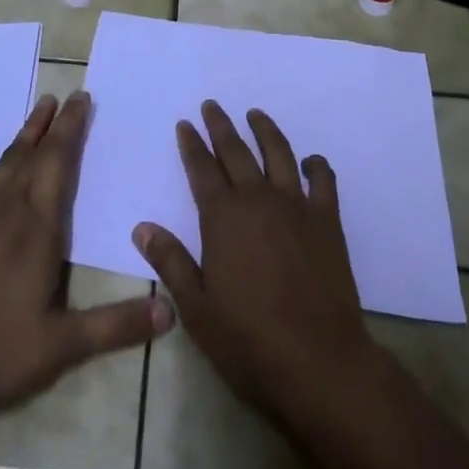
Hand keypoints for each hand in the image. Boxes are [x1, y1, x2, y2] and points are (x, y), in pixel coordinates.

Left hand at [0, 89, 173, 421]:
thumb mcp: (63, 347)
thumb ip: (116, 325)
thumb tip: (170, 312)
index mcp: (39, 228)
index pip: (60, 163)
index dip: (72, 129)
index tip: (83, 99)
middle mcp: (9, 209)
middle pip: (35, 153)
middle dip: (54, 123)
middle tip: (68, 94)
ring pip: (6, 161)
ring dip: (25, 132)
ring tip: (40, 106)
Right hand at [133, 101, 375, 427]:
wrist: (318, 363)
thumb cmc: (248, 341)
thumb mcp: (197, 308)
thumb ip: (170, 261)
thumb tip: (142, 227)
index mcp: (223, 217)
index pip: (201, 168)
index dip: (191, 144)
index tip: (185, 124)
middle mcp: (257, 199)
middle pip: (236, 151)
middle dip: (221, 125)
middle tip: (212, 106)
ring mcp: (296, 206)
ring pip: (278, 153)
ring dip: (264, 130)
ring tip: (255, 114)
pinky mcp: (327, 221)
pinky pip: (323, 180)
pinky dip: (316, 165)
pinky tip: (310, 161)